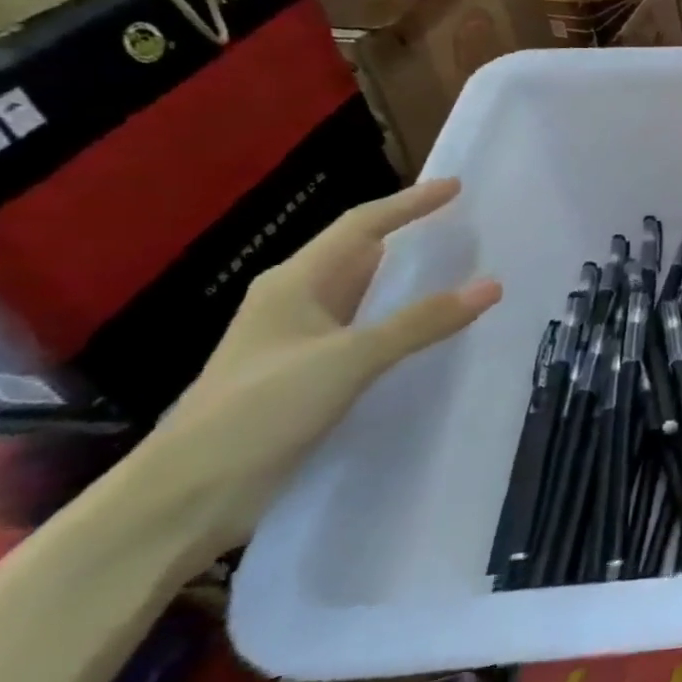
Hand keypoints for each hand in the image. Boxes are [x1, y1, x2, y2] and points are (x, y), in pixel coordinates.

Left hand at [140, 179, 501, 559]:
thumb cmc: (262, 408)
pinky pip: (366, 333)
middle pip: (360, 255)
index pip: (361, 227)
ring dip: (405, 281)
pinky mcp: (308, 377)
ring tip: (458, 269)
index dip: (409, 204)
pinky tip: (429, 332)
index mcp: (295, 283)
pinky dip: (400, 322)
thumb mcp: (349, 358)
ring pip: (363, 295)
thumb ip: (422, 321)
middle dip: (408, 236)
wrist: (189, 494)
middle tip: (463, 226)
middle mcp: (296, 303)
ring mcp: (300, 342)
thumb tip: (492, 285)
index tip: (455, 187)